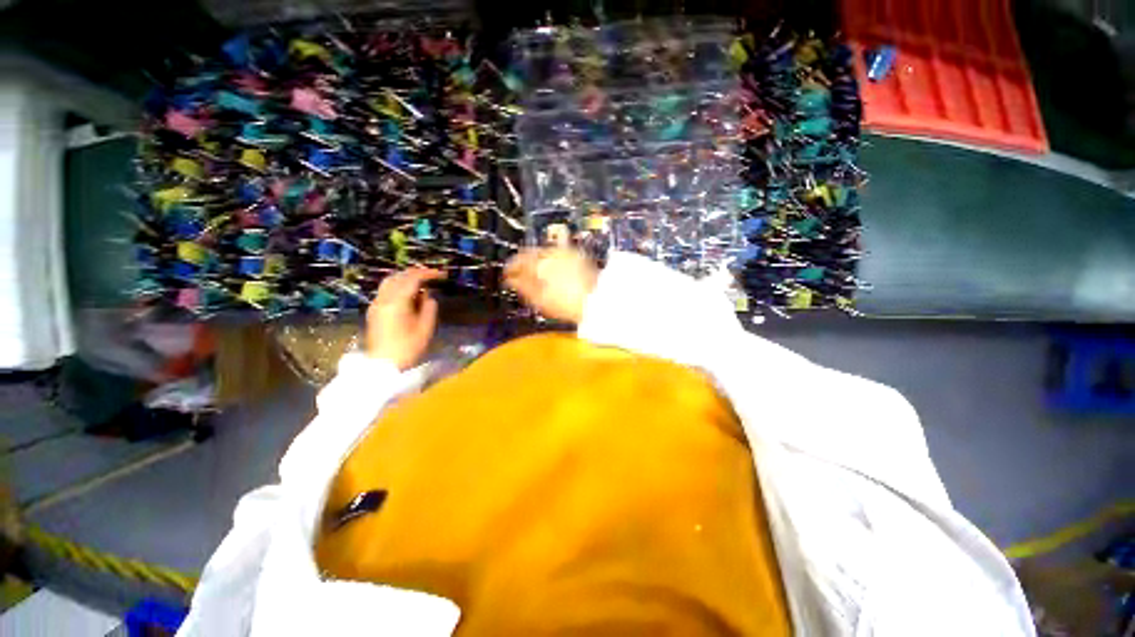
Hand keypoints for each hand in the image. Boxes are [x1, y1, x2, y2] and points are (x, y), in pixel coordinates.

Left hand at [365, 268, 443, 369]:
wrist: (383, 366)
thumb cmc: (408, 348)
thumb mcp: (426, 328)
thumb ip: (429, 307)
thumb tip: (428, 296)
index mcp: (397, 302)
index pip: (413, 279)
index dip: (428, 273)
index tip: (442, 275)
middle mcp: (383, 299)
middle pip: (398, 276)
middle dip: (416, 272)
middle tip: (432, 275)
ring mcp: (376, 304)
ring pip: (389, 282)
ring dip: (405, 278)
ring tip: (421, 281)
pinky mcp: (374, 311)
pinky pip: (386, 290)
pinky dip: (398, 285)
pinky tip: (409, 293)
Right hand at [504, 248, 598, 323]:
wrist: (598, 301)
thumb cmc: (568, 304)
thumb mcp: (540, 299)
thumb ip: (523, 286)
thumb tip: (510, 279)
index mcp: (540, 263)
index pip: (518, 260)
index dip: (510, 268)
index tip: (507, 275)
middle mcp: (552, 253)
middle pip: (531, 253)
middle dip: (523, 263)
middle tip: (519, 275)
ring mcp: (566, 252)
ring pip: (544, 252)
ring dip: (536, 260)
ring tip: (535, 274)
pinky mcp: (577, 255)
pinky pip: (557, 253)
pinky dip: (550, 259)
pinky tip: (551, 269)